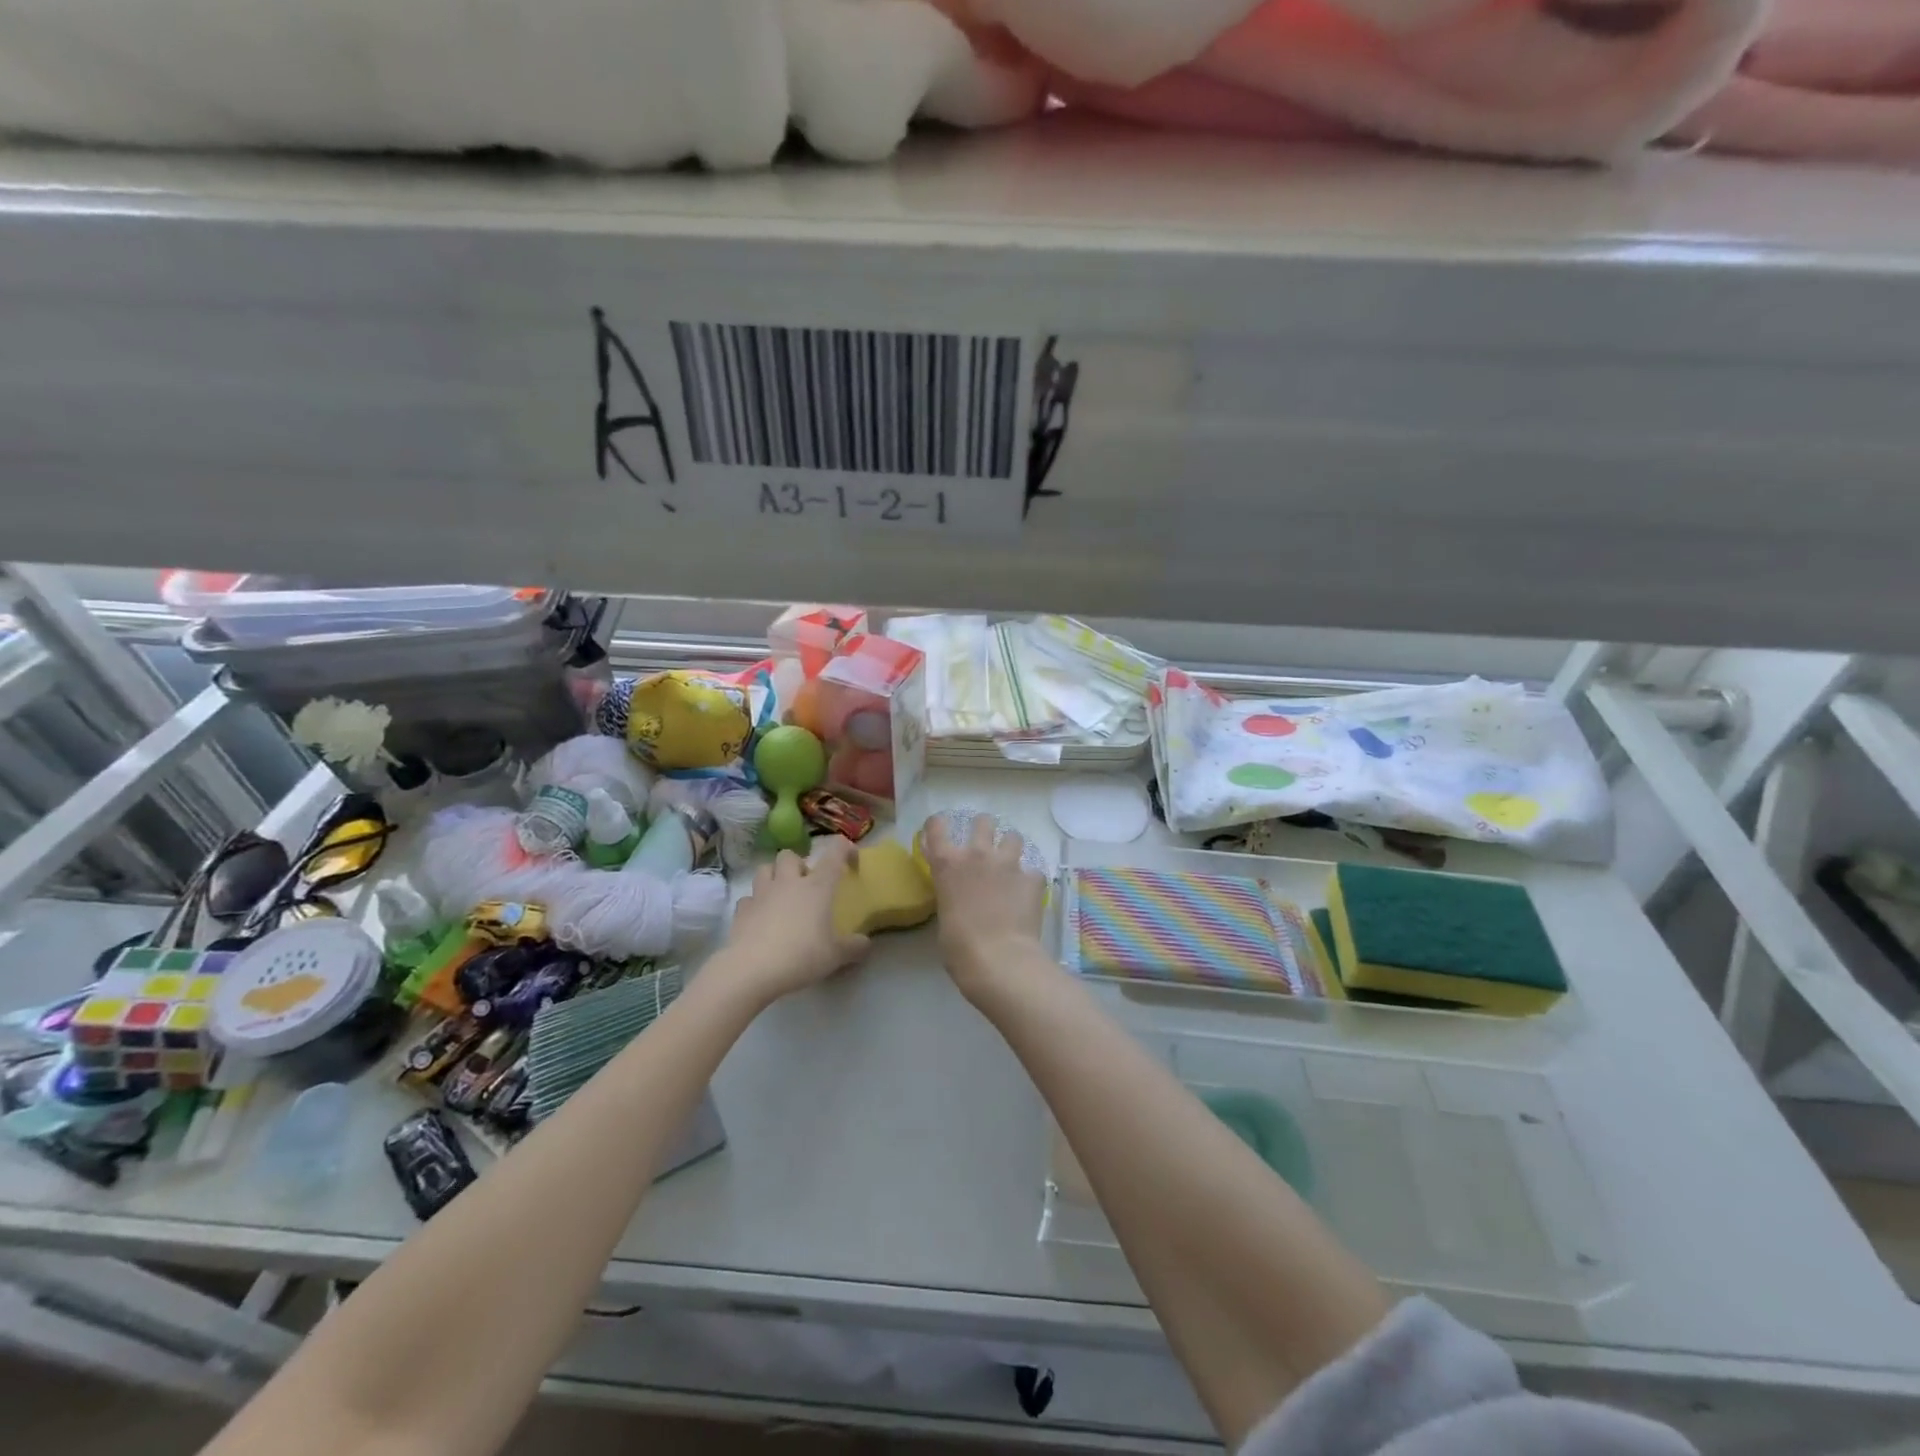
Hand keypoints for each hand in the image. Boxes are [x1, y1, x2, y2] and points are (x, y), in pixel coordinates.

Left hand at [715, 838, 870, 1003]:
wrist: (752, 970)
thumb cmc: (801, 956)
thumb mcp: (836, 956)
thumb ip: (855, 947)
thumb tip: (865, 943)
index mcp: (817, 886)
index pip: (835, 853)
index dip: (845, 849)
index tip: (851, 860)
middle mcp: (789, 882)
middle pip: (790, 855)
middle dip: (798, 864)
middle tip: (806, 885)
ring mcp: (761, 894)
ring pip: (765, 869)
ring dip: (774, 877)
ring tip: (781, 896)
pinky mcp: (741, 910)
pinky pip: (749, 898)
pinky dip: (755, 904)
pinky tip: (761, 919)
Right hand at [923, 813, 1047, 1001]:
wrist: (998, 959)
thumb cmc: (959, 947)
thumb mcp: (944, 915)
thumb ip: (950, 894)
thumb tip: (959, 895)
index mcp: (947, 864)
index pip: (936, 826)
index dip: (938, 826)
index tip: (940, 830)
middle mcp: (977, 854)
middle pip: (983, 821)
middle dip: (984, 829)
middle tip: (985, 845)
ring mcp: (1008, 864)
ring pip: (1013, 837)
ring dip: (1010, 848)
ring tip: (1010, 864)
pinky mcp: (1033, 878)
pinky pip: (1033, 871)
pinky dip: (1030, 880)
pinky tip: (1028, 894)